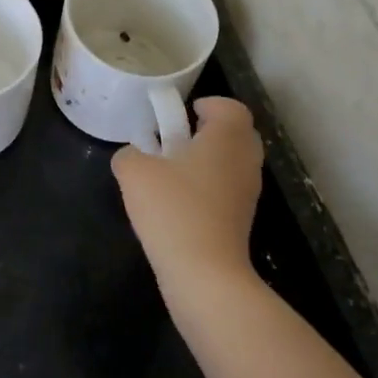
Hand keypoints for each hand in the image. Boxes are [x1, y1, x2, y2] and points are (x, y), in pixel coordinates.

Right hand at [112, 97, 263, 291]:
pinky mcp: (242, 220)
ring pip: (233, 162)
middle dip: (209, 131)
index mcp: (227, 138)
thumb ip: (129, 154)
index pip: (231, 107)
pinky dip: (209, 186)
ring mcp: (248, 193)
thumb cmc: (173, 210)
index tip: (182, 114)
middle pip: (237, 133)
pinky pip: (228, 189)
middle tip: (177, 138)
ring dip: (208, 160)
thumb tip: (133, 156)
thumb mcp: (133, 172)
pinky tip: (178, 201)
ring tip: (172, 171)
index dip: (208, 104)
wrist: (203, 273)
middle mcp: (245, 161)